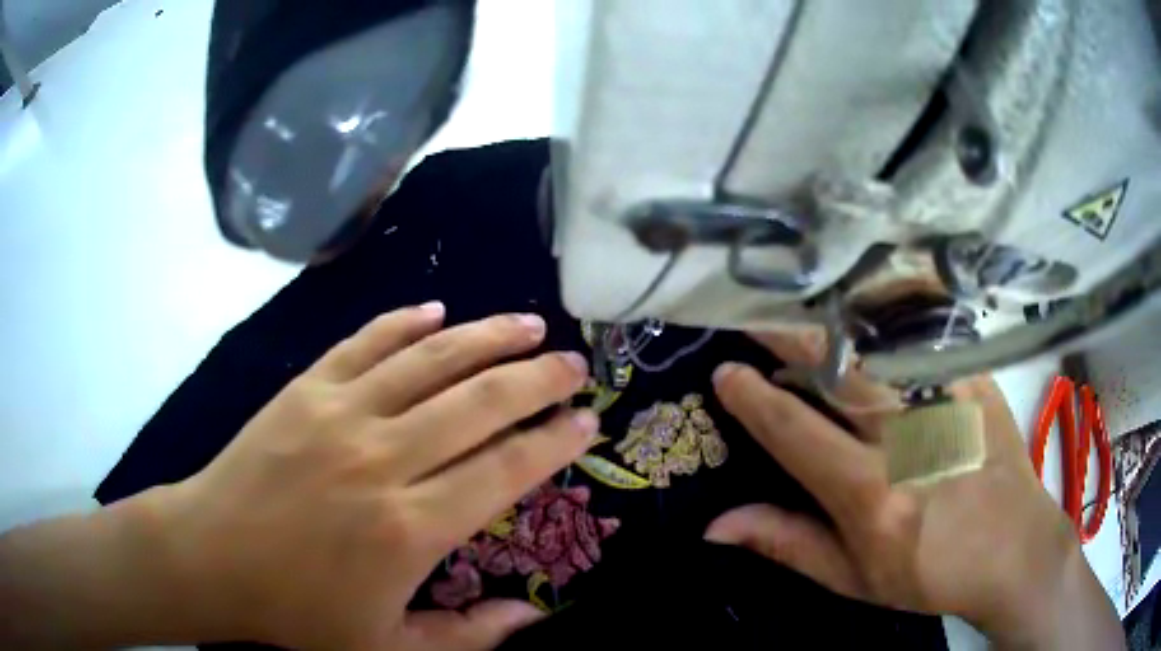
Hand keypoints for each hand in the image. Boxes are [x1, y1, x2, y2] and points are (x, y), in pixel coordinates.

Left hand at [149, 304, 597, 649]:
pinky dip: (404, 322)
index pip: (506, 468)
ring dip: (486, 337)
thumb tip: (531, 617)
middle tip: (575, 364)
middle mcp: (383, 458)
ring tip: (528, 324)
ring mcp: (339, 413)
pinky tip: (436, 310)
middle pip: (479, 402)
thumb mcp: (387, 646)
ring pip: (429, 359)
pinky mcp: (304, 389)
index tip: (587, 421)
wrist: (212, 557)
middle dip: (537, 378)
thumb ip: (467, 635)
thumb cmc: (298, 611)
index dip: (554, 441)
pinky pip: (365, 342)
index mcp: (410, 528)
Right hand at [706, 331, 1122, 648]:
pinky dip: (890, 316)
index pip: (795, 431)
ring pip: (878, 344)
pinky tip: (871, 303)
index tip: (725, 372)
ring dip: (832, 322)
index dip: (753, 398)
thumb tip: (715, 525)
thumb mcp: (854, 579)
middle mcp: (906, 437)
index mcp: (870, 492)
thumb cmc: (931, 573)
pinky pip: (926, 335)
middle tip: (754, 314)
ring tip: (801, 305)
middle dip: (787, 336)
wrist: (1014, 550)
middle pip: (836, 370)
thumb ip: (788, 544)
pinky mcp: (975, 381)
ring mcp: (947, 401)